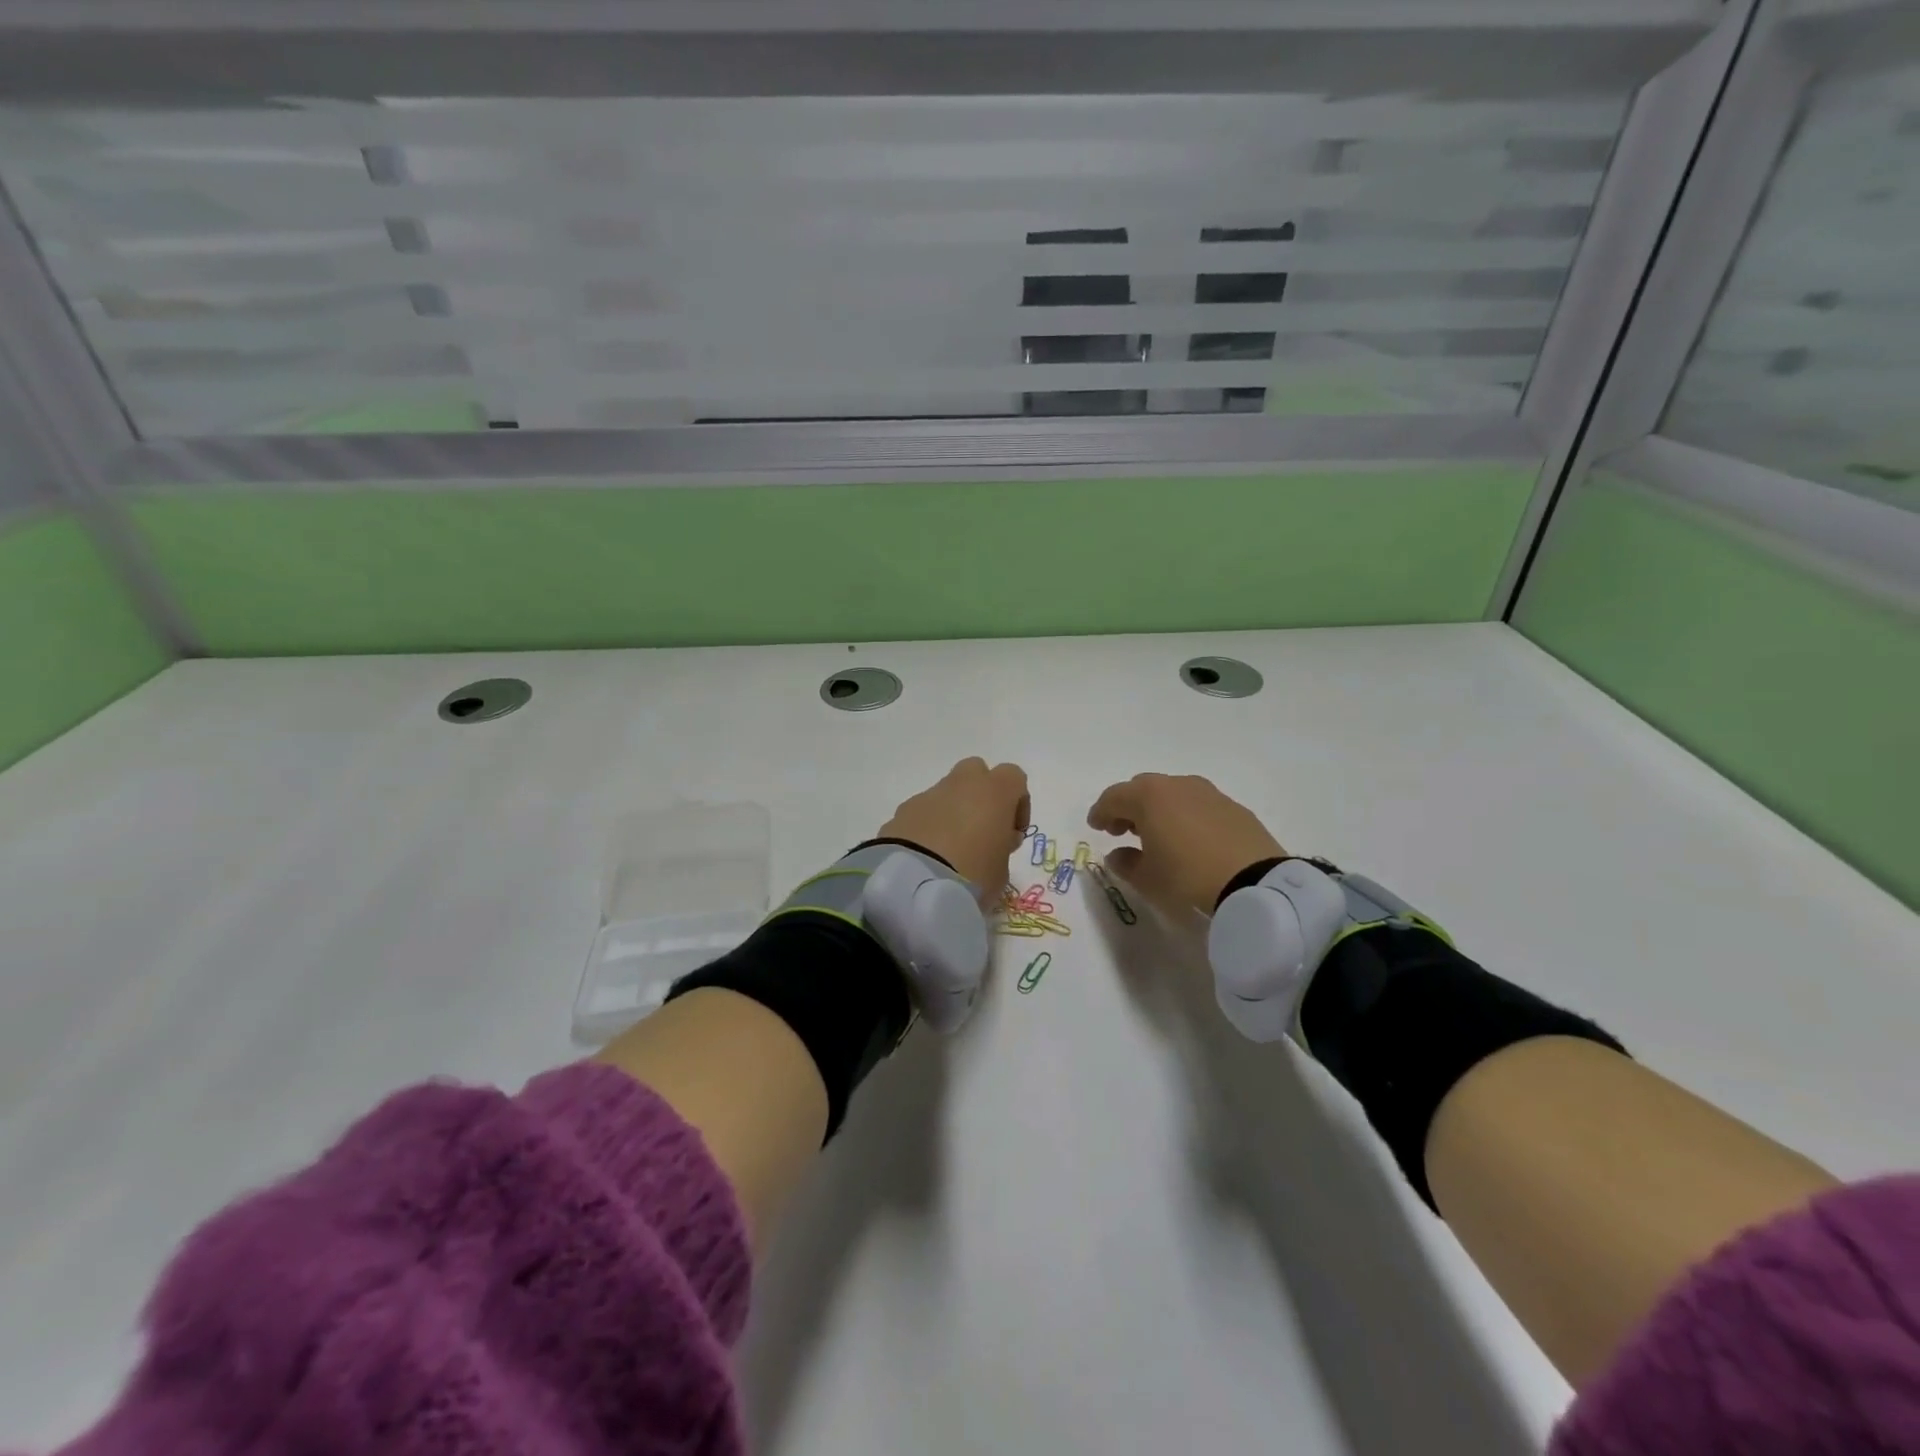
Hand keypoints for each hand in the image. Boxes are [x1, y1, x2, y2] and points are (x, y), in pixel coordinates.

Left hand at [880, 758, 1030, 899]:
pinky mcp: (902, 812)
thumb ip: (1002, 847)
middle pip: (976, 772)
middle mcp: (960, 784)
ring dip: (952, 813)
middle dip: (981, 796)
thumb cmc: (972, 875)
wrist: (915, 885)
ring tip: (950, 852)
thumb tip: (994, 841)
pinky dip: (928, 827)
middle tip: (982, 832)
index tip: (1012, 833)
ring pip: (946, 793)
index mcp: (993, 791)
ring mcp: (928, 795)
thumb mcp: (1002, 870)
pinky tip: (927, 856)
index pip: (1014, 777)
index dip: (1017, 803)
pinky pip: (923, 812)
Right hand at [1087, 774, 1286, 918]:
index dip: (1100, 812)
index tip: (1095, 826)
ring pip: (1172, 793)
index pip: (1114, 797)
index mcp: (1148, 797)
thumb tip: (1118, 855)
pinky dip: (1185, 815)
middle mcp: (1177, 785)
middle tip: (1122, 830)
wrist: (1255, 882)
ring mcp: (1208, 793)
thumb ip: (1126, 863)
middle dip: (1128, 807)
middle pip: (1142, 789)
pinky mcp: (1233, 807)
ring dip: (1159, 809)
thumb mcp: (1147, 879)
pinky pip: (1198, 805)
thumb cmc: (1187, 877)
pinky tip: (1190, 839)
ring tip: (1157, 835)